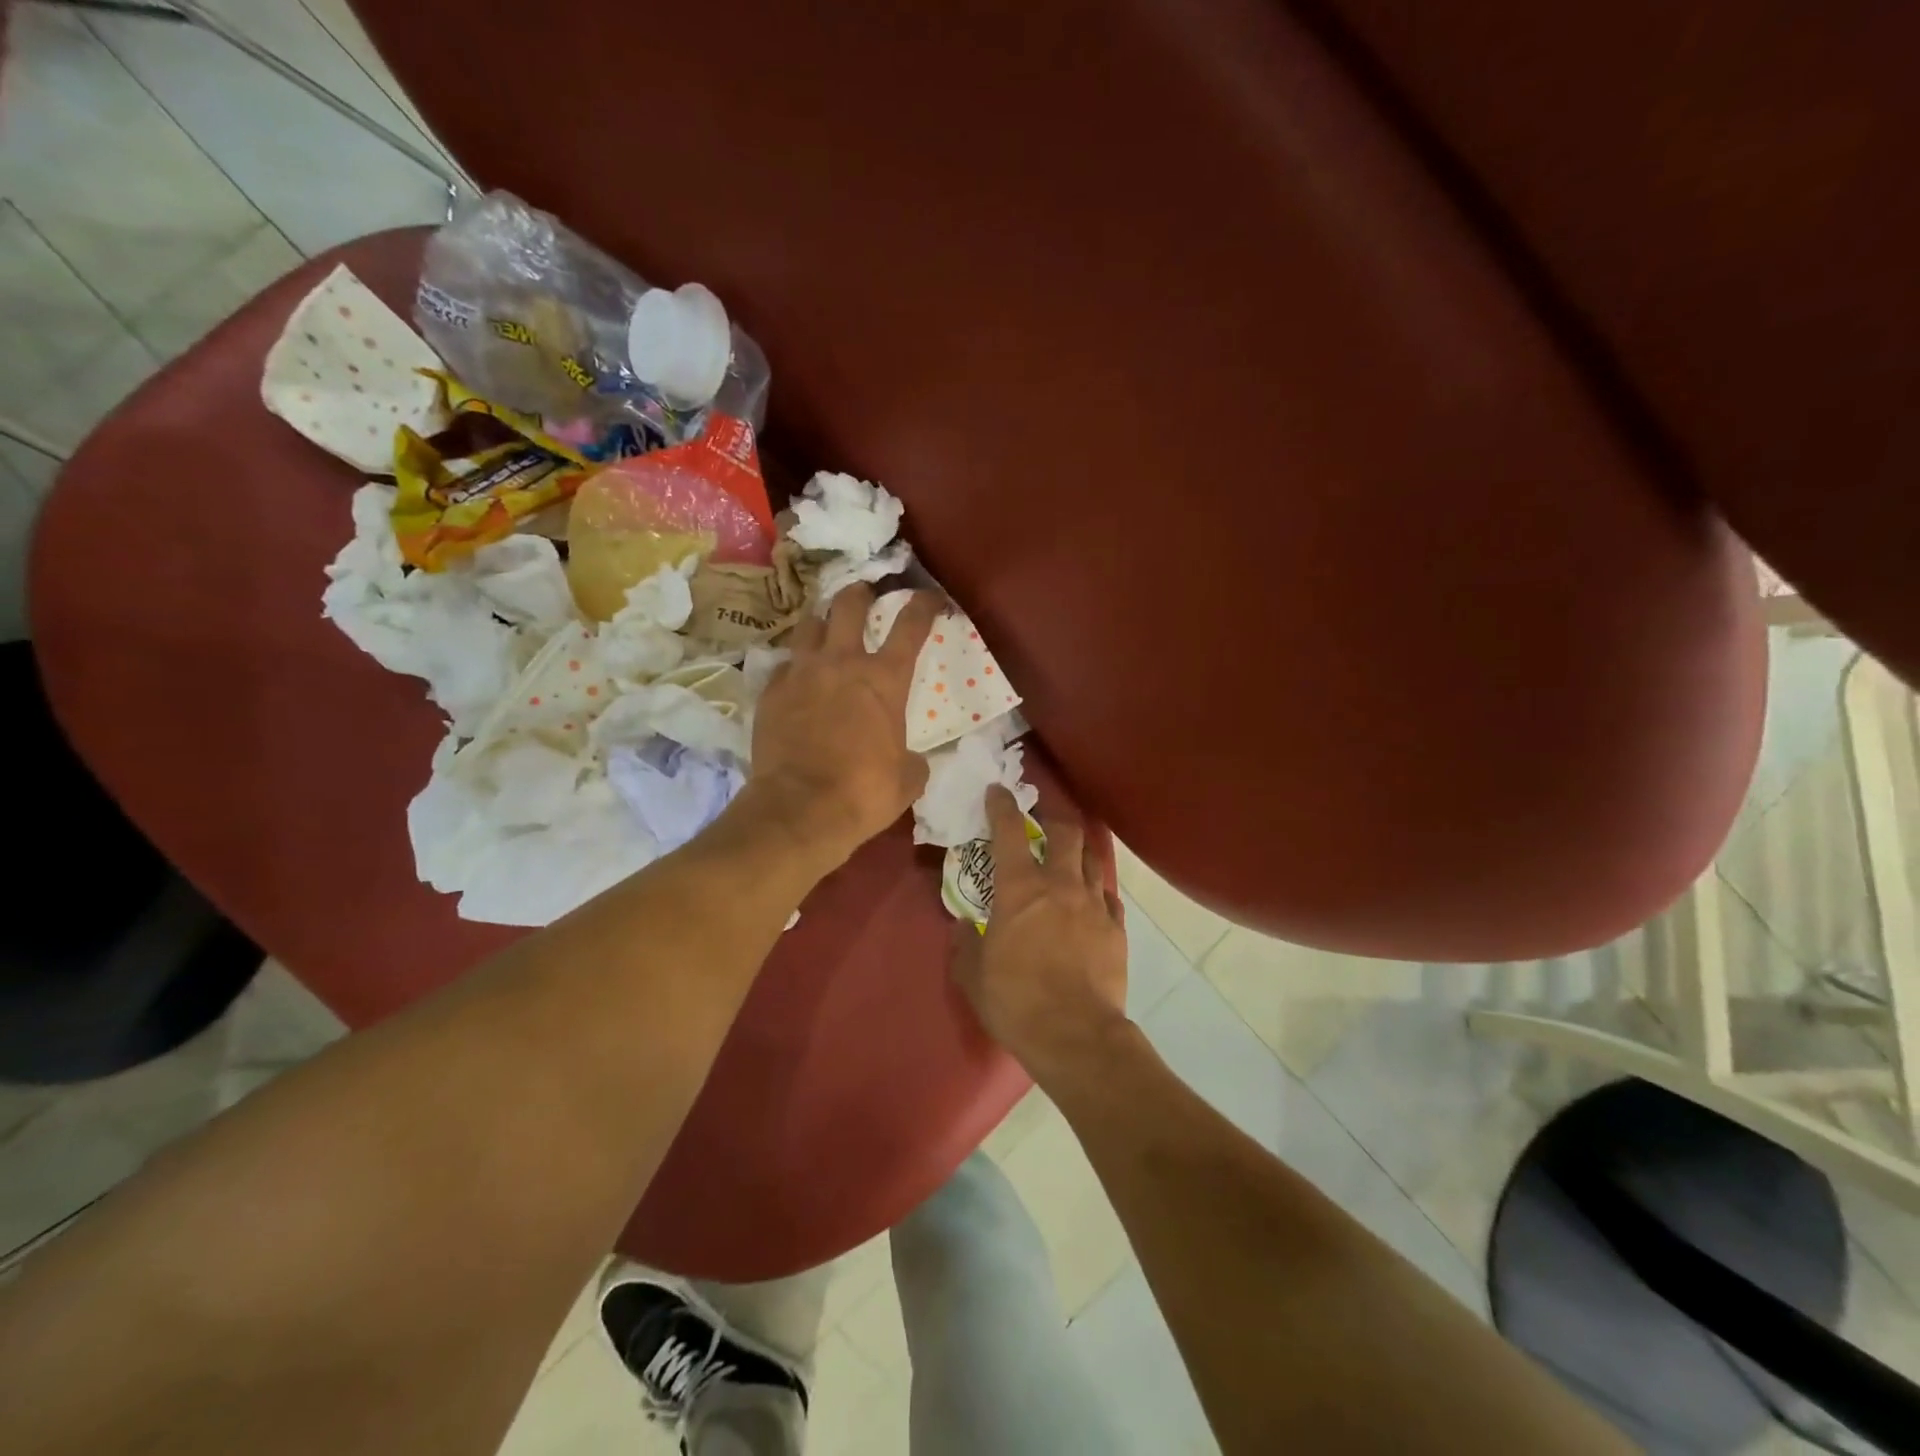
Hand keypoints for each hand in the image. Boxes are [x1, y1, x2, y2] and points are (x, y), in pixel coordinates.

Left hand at [748, 583, 943, 863]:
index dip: (923, 605)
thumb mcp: (908, 779)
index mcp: (884, 679)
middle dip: (860, 593)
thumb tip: (911, 760)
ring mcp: (801, 673)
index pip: (911, 625)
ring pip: (809, 626)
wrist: (800, 809)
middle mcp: (842, 663)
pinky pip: (784, 666)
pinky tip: (796, 681)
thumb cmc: (864, 792)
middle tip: (864, 594)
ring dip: (822, 622)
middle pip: (849, 605)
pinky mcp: (770, 693)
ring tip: (825, 629)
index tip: (929, 597)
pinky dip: (795, 668)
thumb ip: (912, 759)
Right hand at [952, 785, 1130, 1081]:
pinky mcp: (1117, 929)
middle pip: (1065, 832)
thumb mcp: (973, 975)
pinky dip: (1097, 890)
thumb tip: (962, 925)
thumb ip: (965, 943)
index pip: (1009, 831)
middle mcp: (1061, 885)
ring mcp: (1094, 905)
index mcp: (1020, 889)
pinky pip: (1109, 897)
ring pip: (1092, 859)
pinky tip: (1092, 899)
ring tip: (1072, 851)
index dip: (1002, 805)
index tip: (998, 790)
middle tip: (1043, 814)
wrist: (1076, 1036)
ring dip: (1079, 850)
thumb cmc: (1016, 1001)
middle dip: (1053, 815)